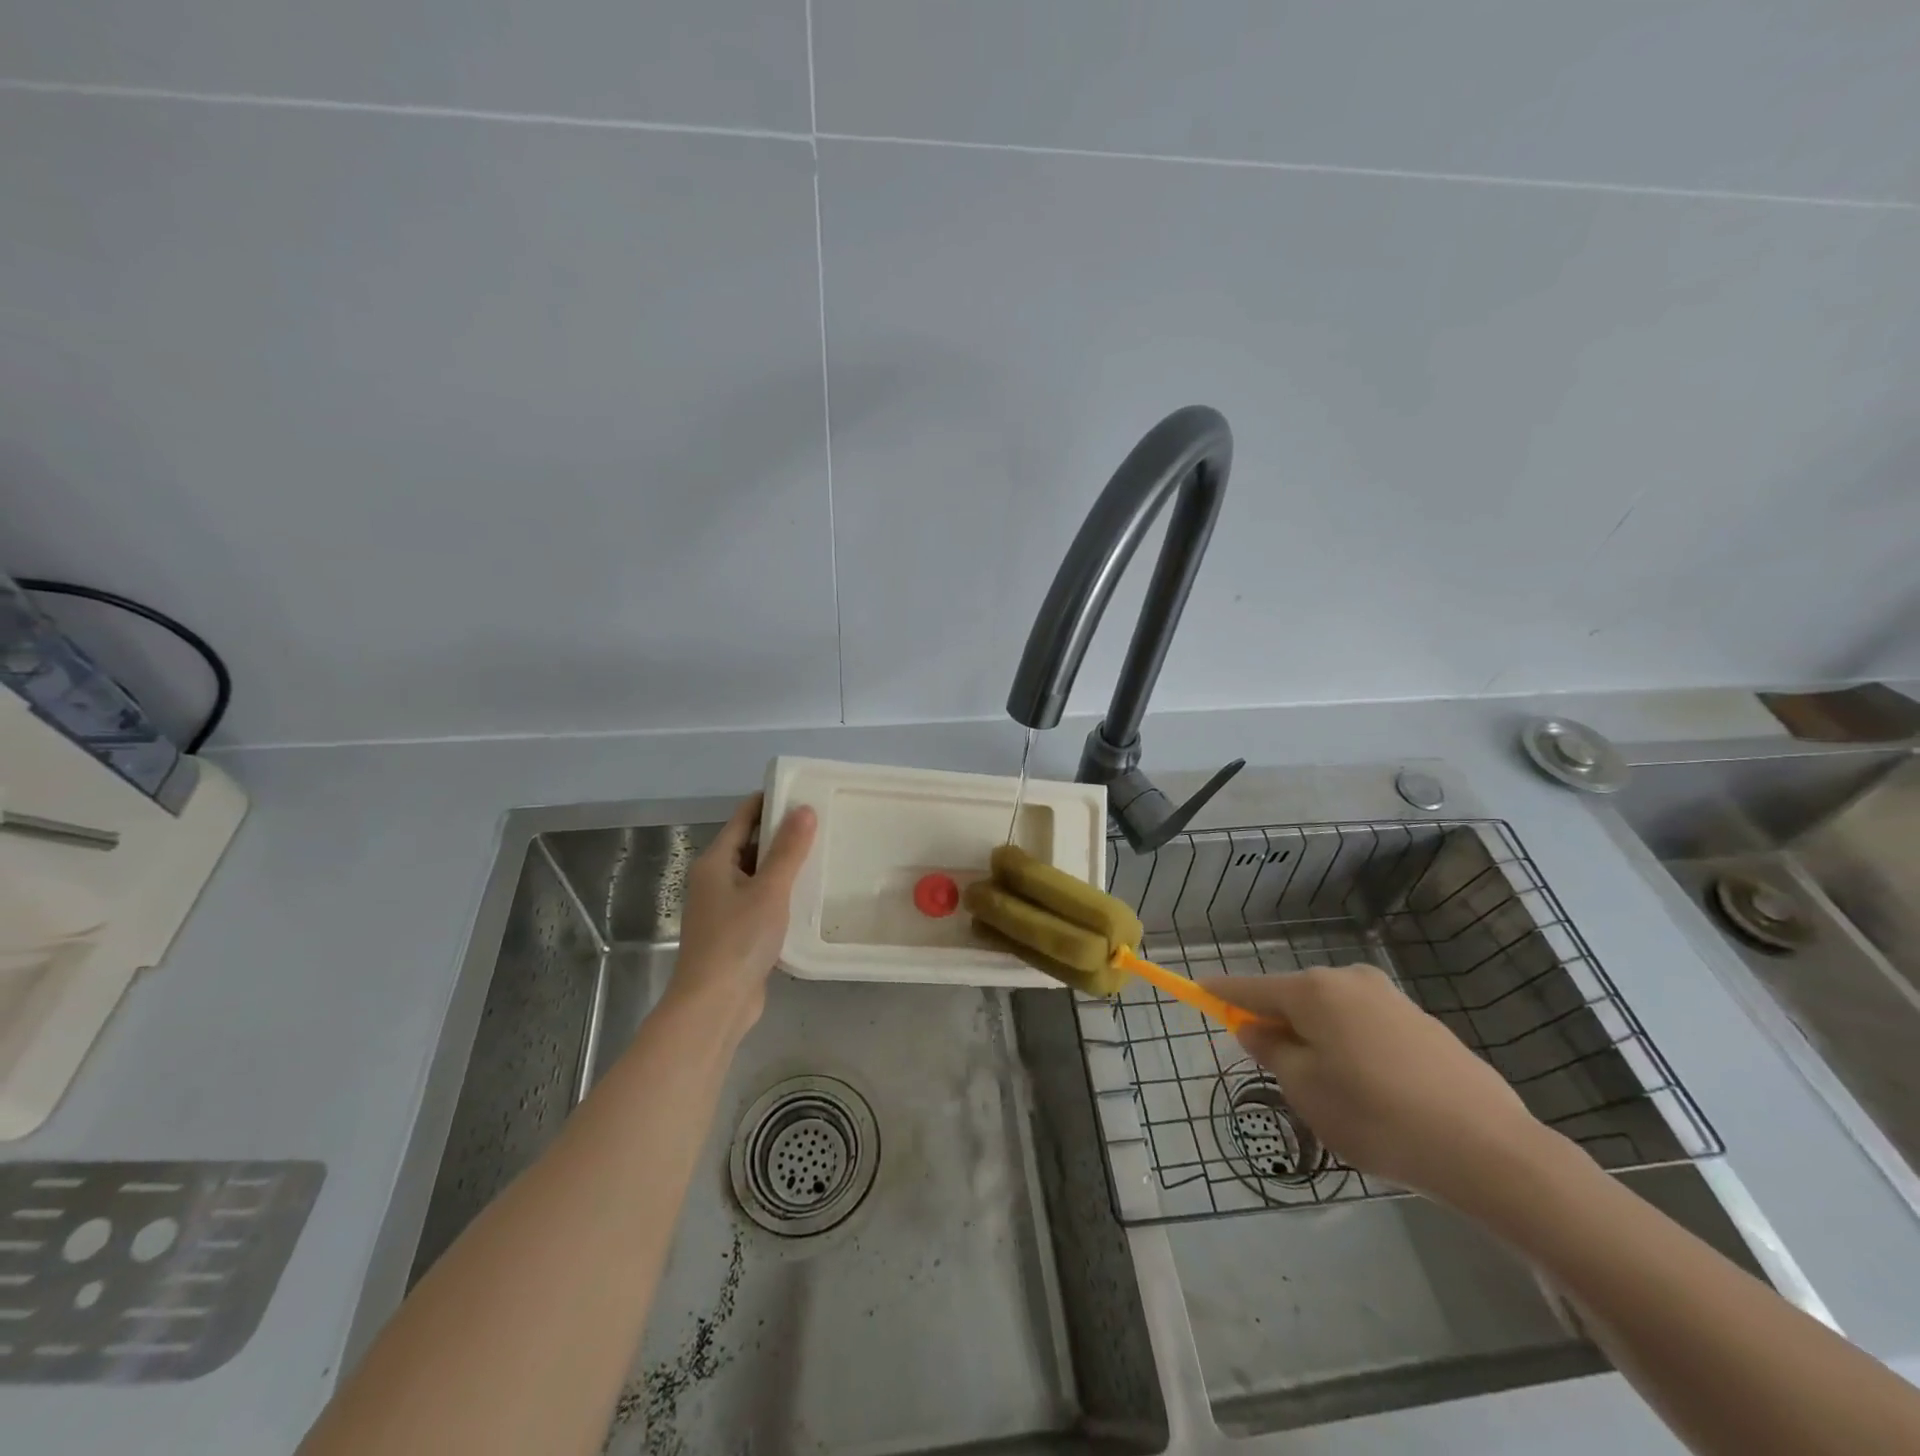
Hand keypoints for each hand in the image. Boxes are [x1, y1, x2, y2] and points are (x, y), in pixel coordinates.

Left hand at [670, 794, 816, 1034]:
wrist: (714, 1005)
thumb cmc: (738, 940)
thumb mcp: (769, 889)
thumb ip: (788, 850)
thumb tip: (804, 808)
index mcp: (715, 862)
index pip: (744, 817)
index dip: (771, 801)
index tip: (804, 791)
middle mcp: (715, 880)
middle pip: (750, 845)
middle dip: (783, 834)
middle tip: (824, 823)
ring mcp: (724, 908)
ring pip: (758, 875)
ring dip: (785, 866)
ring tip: (824, 854)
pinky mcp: (736, 933)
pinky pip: (762, 901)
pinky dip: (783, 894)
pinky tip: (810, 896)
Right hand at [1203, 965, 1556, 1209]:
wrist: (1489, 1150)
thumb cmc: (1377, 1117)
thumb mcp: (1307, 1091)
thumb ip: (1272, 1052)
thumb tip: (1256, 1028)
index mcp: (1314, 991)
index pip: (1251, 987)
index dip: (1221, 993)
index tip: (1197, 989)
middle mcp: (1350, 980)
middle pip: (1295, 998)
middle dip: (1278, 1024)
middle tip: (1276, 1071)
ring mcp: (1391, 999)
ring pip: (1333, 1014)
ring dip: (1319, 1039)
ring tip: (1332, 1092)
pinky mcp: (1424, 1023)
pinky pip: (1367, 1028)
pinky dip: (1353, 1048)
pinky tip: (1374, 1092)